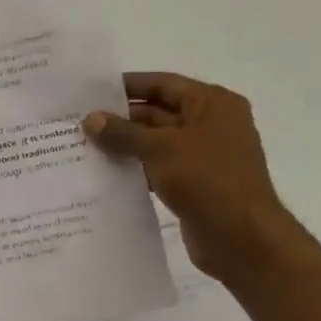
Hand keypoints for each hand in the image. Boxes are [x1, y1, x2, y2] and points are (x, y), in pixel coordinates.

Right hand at [83, 73, 306, 281]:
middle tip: (79, 125)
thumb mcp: (160, 149)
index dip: (127, 86)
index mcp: (211, 103)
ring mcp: (203, 155)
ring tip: (84, 149)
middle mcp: (210, 124)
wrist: (241, 236)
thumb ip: (123, 133)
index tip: (91, 92)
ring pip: (155, 143)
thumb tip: (90, 119)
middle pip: (157, 113)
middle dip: (120, 119)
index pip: (162, 84)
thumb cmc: (206, 179)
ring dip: (125, 146)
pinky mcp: (194, 183)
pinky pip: (158, 168)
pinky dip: (135, 169)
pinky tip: (106, 176)